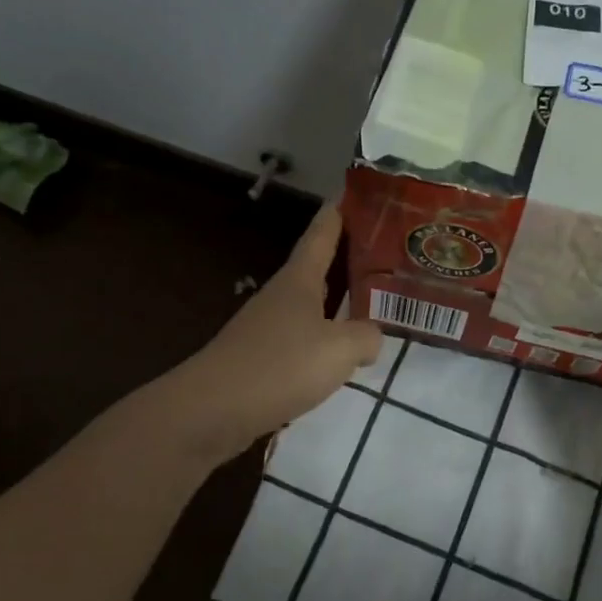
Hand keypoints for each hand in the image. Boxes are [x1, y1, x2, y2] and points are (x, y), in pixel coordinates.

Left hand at [175, 204, 382, 459]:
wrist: (213, 410)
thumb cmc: (279, 366)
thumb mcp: (340, 349)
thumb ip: (367, 336)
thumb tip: (371, 336)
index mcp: (300, 279)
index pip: (323, 231)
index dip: (342, 209)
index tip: (360, 189)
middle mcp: (283, 295)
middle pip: (321, 266)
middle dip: (351, 255)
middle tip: (389, 249)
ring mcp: (270, 327)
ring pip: (315, 304)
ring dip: (341, 300)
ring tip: (377, 302)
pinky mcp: (264, 358)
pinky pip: (306, 338)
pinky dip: (328, 337)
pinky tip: (345, 354)